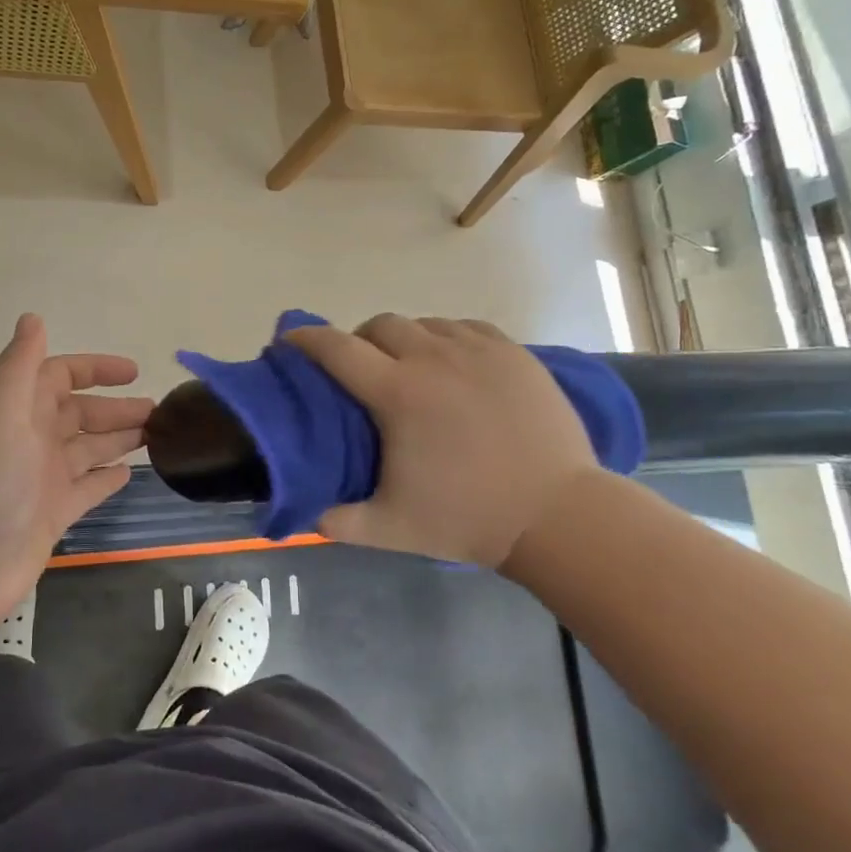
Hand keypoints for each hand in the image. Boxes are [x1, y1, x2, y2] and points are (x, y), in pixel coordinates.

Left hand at [0, 314, 151, 628]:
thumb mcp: (0, 415)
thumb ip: (18, 367)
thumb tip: (33, 317)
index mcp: (17, 412)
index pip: (59, 377)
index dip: (94, 370)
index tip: (134, 372)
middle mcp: (30, 441)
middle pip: (80, 414)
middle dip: (116, 408)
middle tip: (158, 411)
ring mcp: (42, 480)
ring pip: (88, 450)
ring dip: (118, 438)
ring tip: (156, 435)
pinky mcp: (52, 515)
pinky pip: (86, 489)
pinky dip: (106, 479)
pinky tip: (130, 473)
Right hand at [287, 314, 602, 571]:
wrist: (560, 516)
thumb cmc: (470, 518)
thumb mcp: (391, 529)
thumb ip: (338, 521)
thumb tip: (305, 513)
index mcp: (398, 393)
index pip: (337, 349)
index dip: (307, 339)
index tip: (290, 339)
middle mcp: (433, 358)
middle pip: (379, 325)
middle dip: (360, 340)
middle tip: (362, 370)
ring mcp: (478, 350)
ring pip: (424, 322)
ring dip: (405, 339)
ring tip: (410, 368)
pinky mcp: (513, 353)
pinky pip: (465, 327)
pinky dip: (446, 337)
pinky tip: (453, 363)